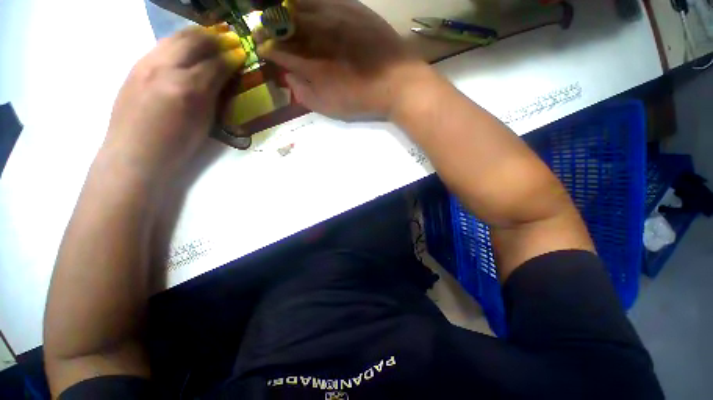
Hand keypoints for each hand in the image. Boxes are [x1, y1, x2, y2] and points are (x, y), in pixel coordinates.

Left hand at [101, 26, 245, 182]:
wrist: (128, 162)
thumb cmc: (168, 153)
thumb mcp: (201, 126)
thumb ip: (214, 94)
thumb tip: (226, 72)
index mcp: (187, 89)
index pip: (218, 61)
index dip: (233, 56)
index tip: (240, 55)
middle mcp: (166, 69)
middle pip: (199, 39)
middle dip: (217, 39)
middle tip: (226, 43)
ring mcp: (148, 64)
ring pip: (179, 35)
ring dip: (197, 35)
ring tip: (206, 41)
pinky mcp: (136, 67)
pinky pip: (163, 44)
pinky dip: (178, 42)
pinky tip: (182, 51)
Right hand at [255, 0, 432, 120]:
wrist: (402, 83)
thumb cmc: (363, 98)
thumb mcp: (325, 105)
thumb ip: (300, 89)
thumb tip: (288, 72)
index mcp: (308, 62)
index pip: (276, 49)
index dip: (265, 45)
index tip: (261, 44)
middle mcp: (319, 36)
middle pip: (285, 24)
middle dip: (270, 24)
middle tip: (264, 25)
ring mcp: (337, 19)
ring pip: (303, 6)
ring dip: (286, 9)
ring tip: (280, 11)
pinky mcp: (356, 10)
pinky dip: (312, 1)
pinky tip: (307, 4)